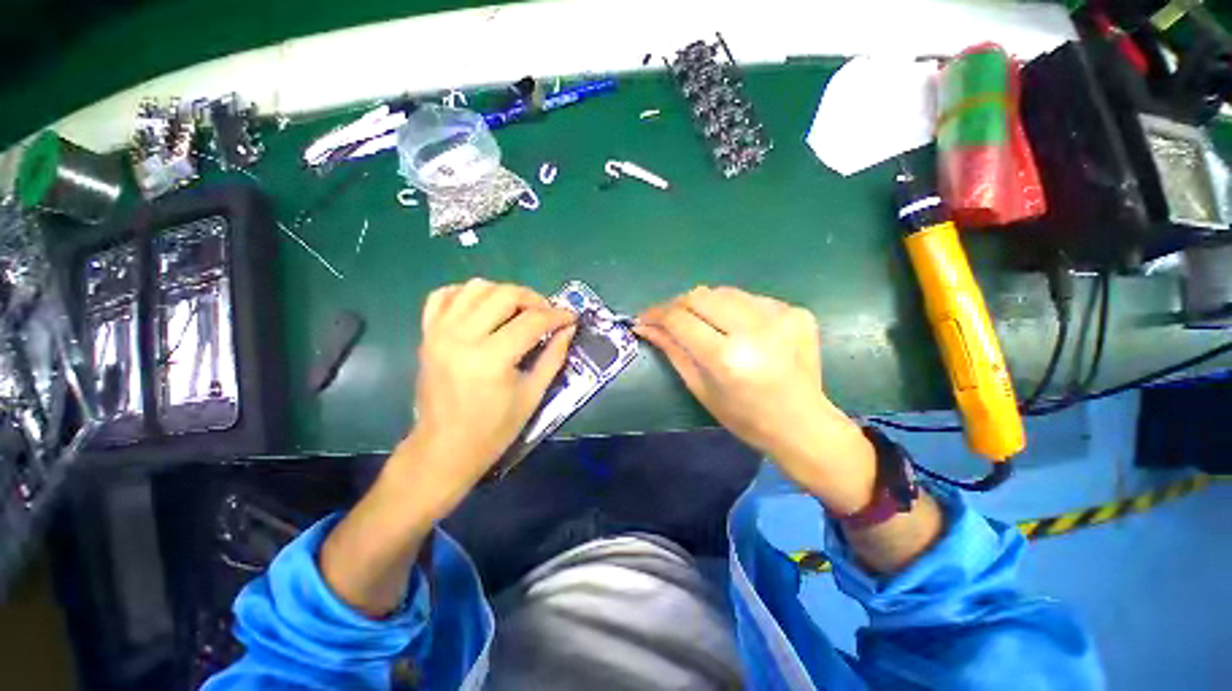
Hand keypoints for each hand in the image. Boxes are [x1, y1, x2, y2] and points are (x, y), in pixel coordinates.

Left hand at [403, 278, 575, 510]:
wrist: (444, 448)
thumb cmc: (494, 429)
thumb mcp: (533, 395)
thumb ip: (554, 356)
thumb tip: (569, 328)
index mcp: (490, 359)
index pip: (532, 321)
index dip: (558, 315)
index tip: (571, 317)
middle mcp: (461, 337)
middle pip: (504, 294)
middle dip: (533, 298)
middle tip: (547, 314)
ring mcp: (439, 332)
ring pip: (475, 287)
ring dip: (504, 293)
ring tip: (518, 311)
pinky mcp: (426, 334)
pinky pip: (444, 295)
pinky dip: (467, 294)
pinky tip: (483, 308)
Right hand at [638, 286, 876, 512]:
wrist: (802, 423)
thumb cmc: (744, 417)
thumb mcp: (700, 387)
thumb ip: (672, 350)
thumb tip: (645, 326)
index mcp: (727, 358)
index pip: (680, 319)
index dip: (656, 314)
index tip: (643, 317)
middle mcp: (754, 330)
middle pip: (700, 295)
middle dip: (678, 305)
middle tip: (670, 320)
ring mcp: (780, 316)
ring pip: (723, 292)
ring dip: (705, 305)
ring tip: (702, 324)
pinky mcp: (795, 310)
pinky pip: (749, 298)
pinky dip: (733, 309)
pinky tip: (736, 328)